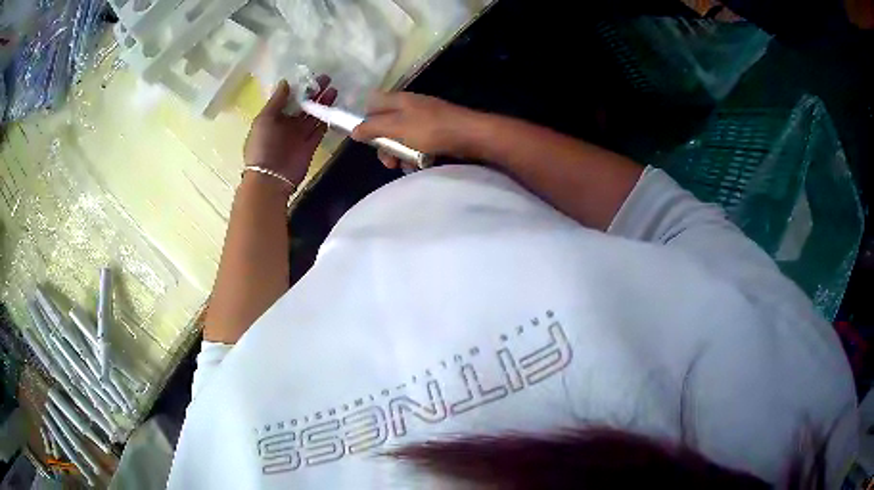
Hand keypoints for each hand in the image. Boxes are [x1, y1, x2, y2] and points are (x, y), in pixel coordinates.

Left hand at [244, 75, 337, 186]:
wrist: (270, 178)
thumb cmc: (262, 146)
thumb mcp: (264, 119)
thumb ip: (276, 101)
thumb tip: (286, 82)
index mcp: (273, 117)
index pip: (289, 98)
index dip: (300, 87)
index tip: (312, 76)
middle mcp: (287, 125)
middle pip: (303, 105)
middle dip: (315, 93)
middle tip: (327, 79)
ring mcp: (299, 135)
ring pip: (313, 116)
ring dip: (323, 104)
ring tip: (334, 90)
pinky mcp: (310, 145)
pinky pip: (319, 130)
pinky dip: (326, 120)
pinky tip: (333, 108)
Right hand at [351, 93, 481, 168]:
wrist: (471, 136)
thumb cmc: (431, 129)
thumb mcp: (397, 127)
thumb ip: (373, 128)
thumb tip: (353, 131)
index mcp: (398, 100)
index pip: (373, 104)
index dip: (366, 120)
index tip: (366, 139)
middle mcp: (409, 108)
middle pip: (386, 125)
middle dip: (384, 146)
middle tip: (390, 162)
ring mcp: (423, 120)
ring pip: (401, 138)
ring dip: (400, 155)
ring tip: (407, 167)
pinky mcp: (435, 133)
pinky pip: (417, 145)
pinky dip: (415, 156)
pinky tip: (419, 166)